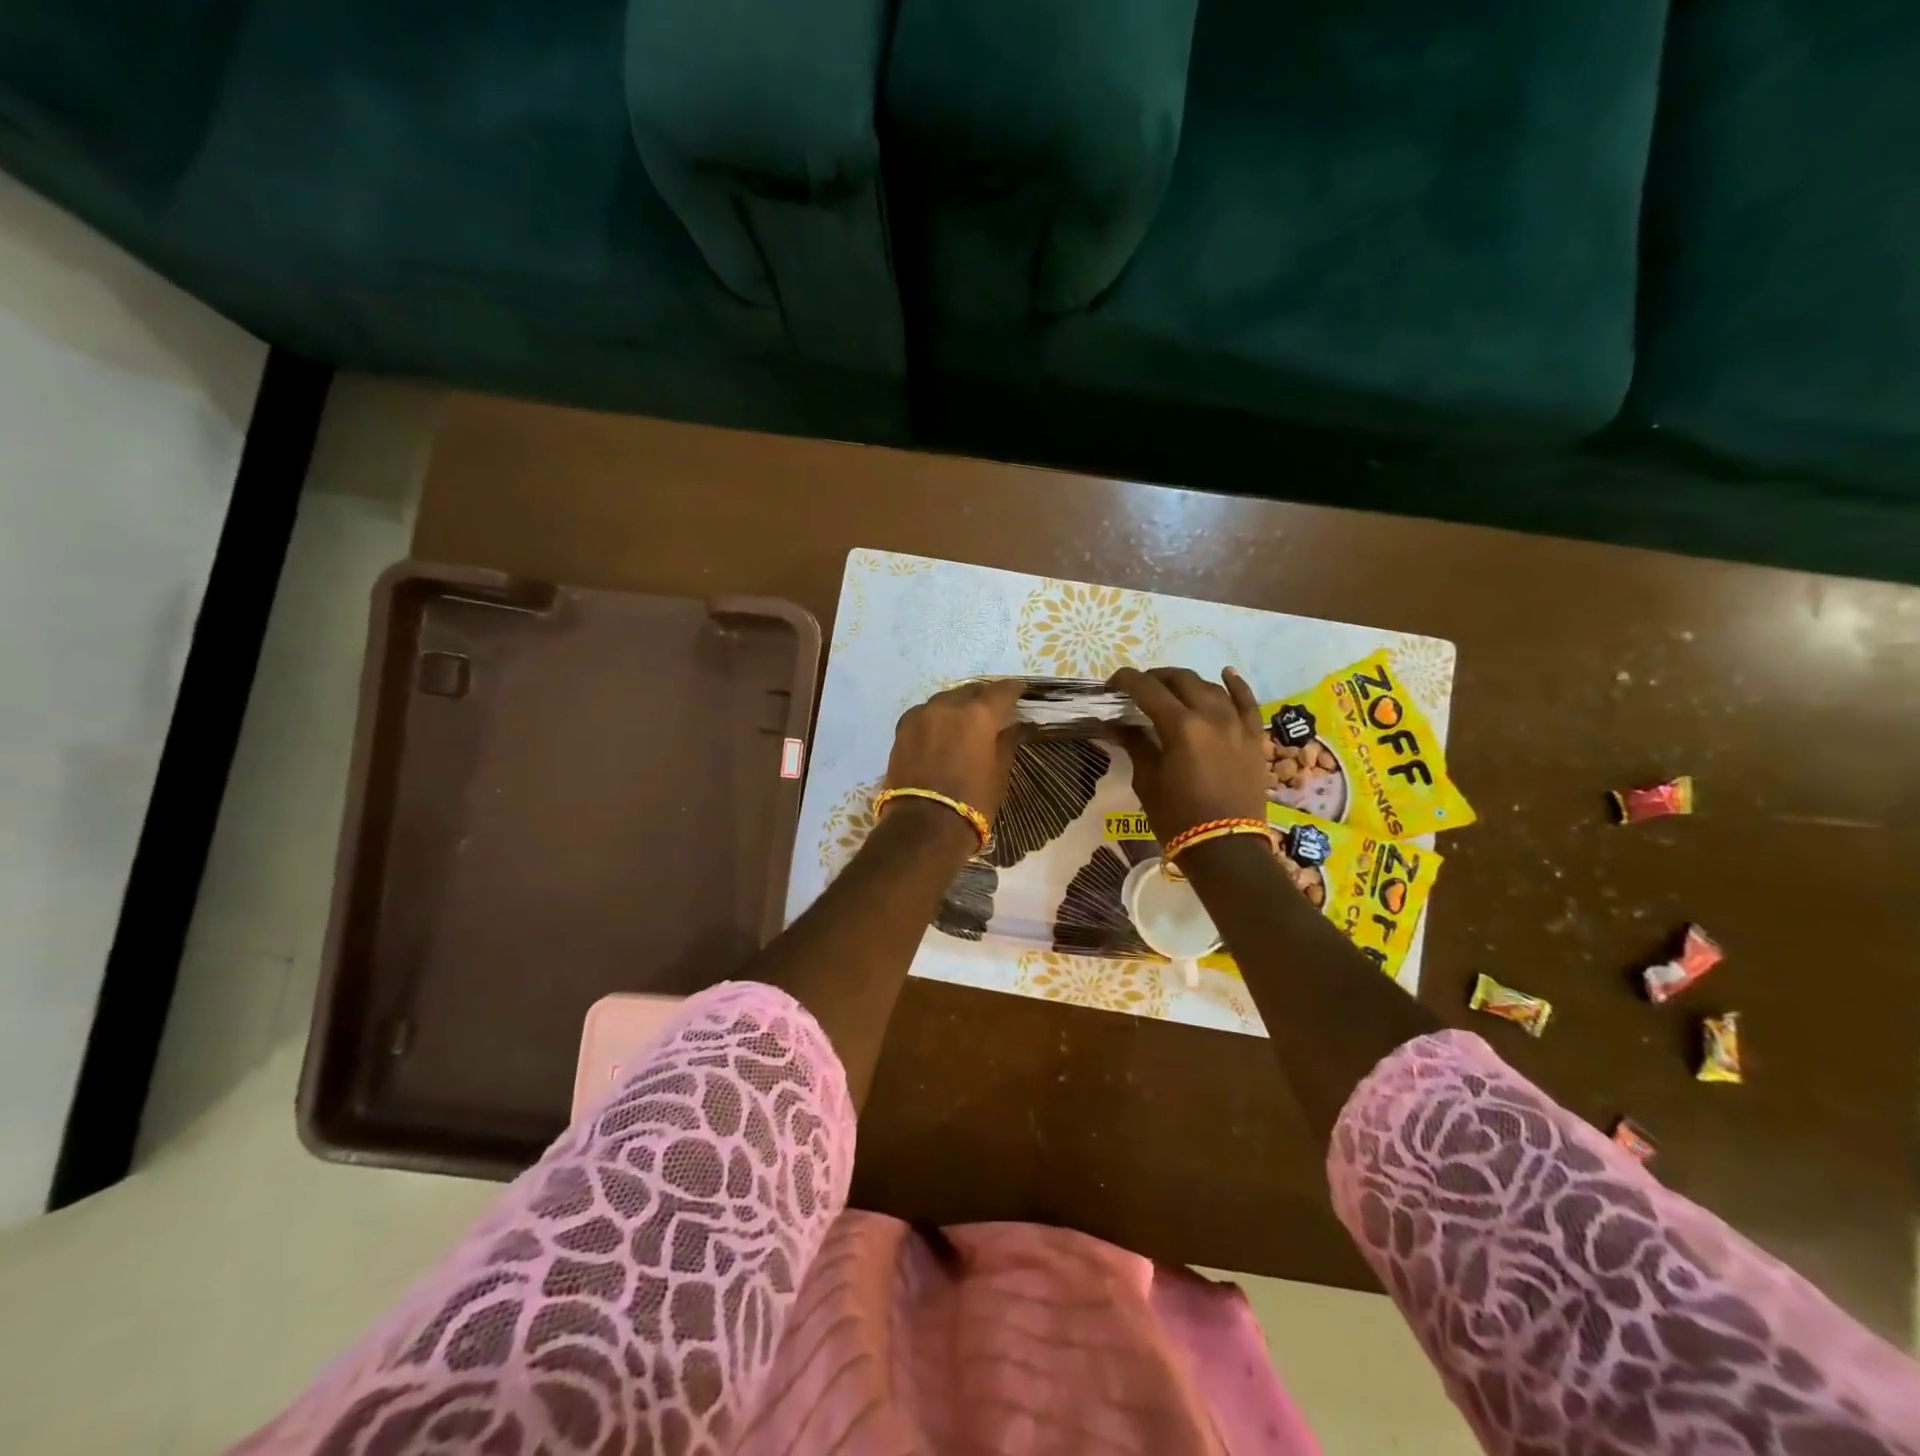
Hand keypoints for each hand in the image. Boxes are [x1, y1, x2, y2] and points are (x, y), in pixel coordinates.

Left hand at [884, 679, 1027, 822]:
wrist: (923, 827)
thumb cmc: (972, 802)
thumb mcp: (999, 773)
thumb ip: (1007, 742)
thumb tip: (1016, 726)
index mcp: (979, 714)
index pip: (1002, 690)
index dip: (1014, 690)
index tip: (1020, 693)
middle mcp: (949, 705)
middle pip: (971, 690)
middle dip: (984, 696)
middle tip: (994, 708)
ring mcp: (922, 714)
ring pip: (945, 699)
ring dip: (958, 705)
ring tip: (966, 720)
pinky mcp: (902, 728)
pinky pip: (925, 713)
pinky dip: (937, 717)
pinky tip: (941, 730)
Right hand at [1107, 667, 1268, 840]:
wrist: (1225, 849)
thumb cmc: (1178, 817)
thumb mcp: (1148, 781)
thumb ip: (1136, 745)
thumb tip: (1119, 725)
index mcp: (1180, 727)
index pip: (1148, 689)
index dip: (1126, 681)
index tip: (1112, 685)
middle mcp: (1211, 716)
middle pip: (1181, 680)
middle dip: (1156, 678)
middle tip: (1139, 689)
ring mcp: (1237, 725)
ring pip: (1211, 688)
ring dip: (1187, 683)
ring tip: (1171, 689)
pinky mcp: (1254, 738)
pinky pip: (1247, 703)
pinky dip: (1236, 686)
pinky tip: (1226, 674)